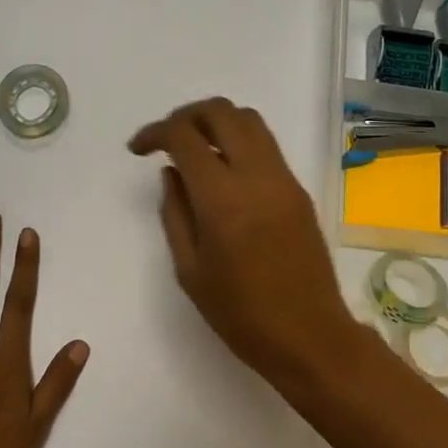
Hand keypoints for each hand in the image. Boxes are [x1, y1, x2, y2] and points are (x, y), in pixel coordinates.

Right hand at [129, 98, 360, 391]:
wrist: (309, 335)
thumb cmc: (240, 314)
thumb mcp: (190, 269)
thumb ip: (175, 212)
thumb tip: (172, 172)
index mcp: (223, 198)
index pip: (185, 136)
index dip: (155, 132)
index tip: (138, 149)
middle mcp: (257, 176)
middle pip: (221, 112)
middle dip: (186, 115)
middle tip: (166, 139)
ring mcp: (283, 179)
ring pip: (249, 121)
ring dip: (216, 122)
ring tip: (195, 148)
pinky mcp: (299, 190)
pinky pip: (266, 146)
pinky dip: (239, 141)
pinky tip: (224, 171)